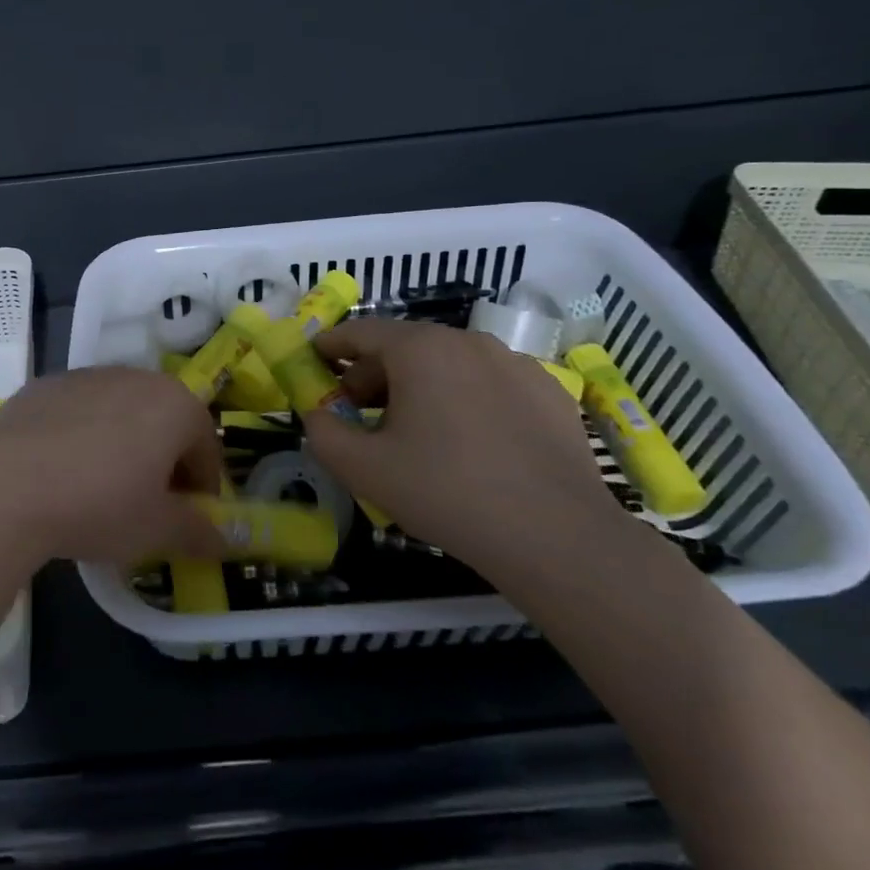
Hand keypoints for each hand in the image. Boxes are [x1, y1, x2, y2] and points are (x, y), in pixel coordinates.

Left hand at [0, 368, 227, 566]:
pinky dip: (82, 437)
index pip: (206, 448)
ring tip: (100, 490)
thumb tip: (225, 541)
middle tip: (147, 507)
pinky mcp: (43, 385)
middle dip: (164, 463)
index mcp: (174, 404)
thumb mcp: (156, 530)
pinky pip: (79, 412)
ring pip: (121, 413)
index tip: (187, 521)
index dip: (203, 489)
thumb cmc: (98, 505)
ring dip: (123, 446)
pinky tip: (61, 473)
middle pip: (165, 423)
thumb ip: (198, 533)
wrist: (3, 487)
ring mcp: (85, 376)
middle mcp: (134, 377)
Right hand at [300, 319, 623, 572]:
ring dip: (420, 388)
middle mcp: (468, 341)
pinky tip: (470, 444)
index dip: (331, 345)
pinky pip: (490, 385)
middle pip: (405, 347)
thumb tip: (319, 414)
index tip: (314, 361)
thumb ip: (323, 433)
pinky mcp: (549, 392)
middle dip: (373, 375)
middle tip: (360, 414)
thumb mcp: (363, 468)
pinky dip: (465, 400)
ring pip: (449, 365)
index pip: (361, 331)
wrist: (556, 537)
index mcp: (420, 349)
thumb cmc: (446, 492)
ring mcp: (516, 363)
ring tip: (415, 434)